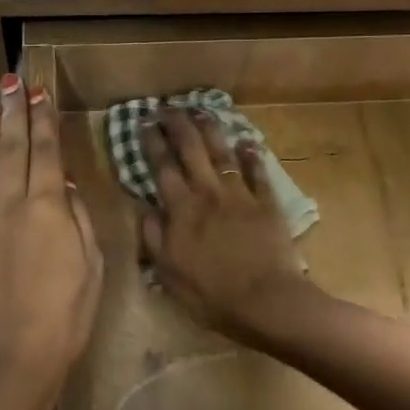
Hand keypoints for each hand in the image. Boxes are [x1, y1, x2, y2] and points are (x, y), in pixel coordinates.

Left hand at [0, 74, 102, 409]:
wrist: (7, 362)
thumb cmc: (63, 318)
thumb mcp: (90, 267)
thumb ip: (76, 220)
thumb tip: (62, 184)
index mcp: (47, 208)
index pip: (45, 150)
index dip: (42, 118)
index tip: (39, 90)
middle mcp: (9, 204)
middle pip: (10, 147)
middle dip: (11, 111)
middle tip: (10, 80)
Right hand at [139, 109, 307, 342]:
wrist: (266, 301)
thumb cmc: (212, 295)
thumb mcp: (169, 274)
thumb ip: (154, 238)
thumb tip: (143, 208)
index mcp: (181, 211)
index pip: (162, 168)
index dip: (152, 143)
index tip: (145, 122)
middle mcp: (208, 193)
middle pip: (191, 150)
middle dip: (178, 125)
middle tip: (168, 108)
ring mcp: (240, 195)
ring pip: (223, 153)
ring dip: (211, 130)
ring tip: (201, 112)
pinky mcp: (267, 202)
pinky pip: (258, 172)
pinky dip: (252, 156)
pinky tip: (248, 142)